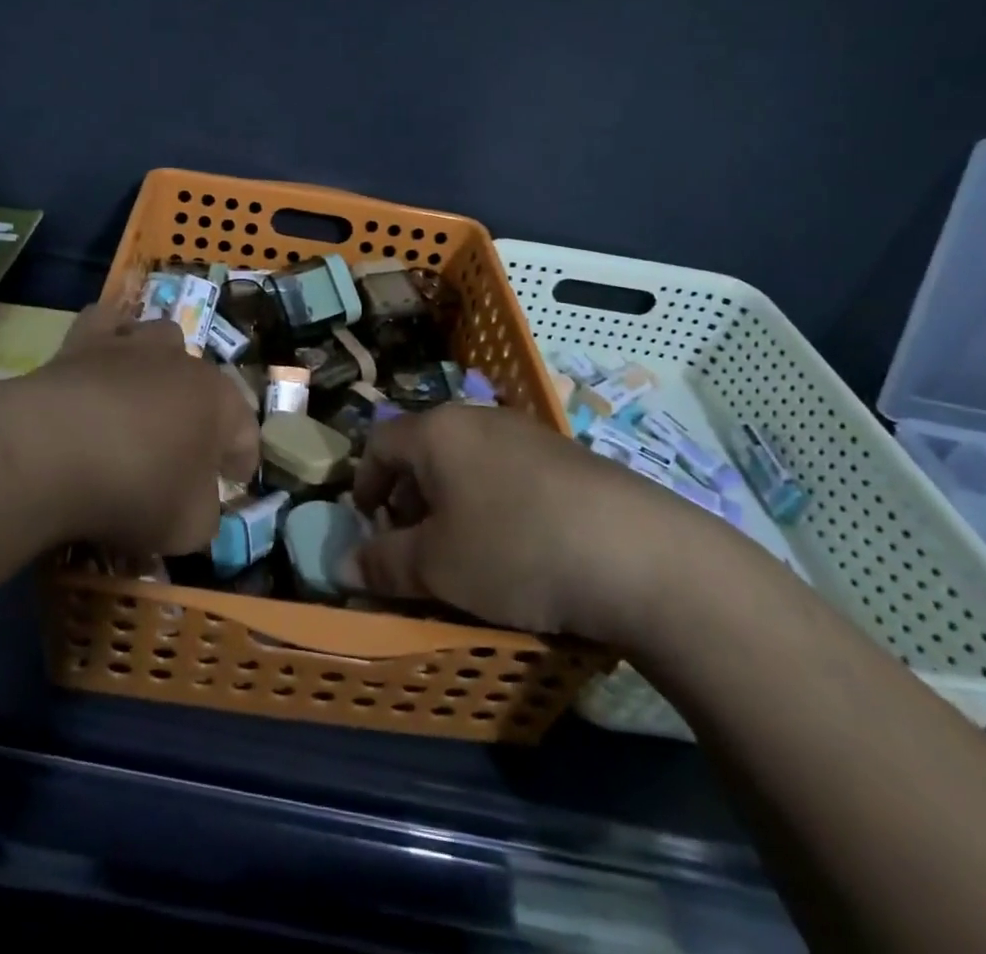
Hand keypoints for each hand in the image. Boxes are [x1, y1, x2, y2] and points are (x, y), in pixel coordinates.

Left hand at [0, 303, 258, 555]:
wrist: (52, 451)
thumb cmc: (136, 490)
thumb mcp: (188, 529)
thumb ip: (205, 515)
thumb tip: (197, 505)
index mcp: (220, 403)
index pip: (246, 432)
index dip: (242, 460)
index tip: (233, 482)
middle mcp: (184, 363)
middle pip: (205, 383)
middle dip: (201, 414)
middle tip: (183, 451)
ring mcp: (134, 345)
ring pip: (162, 338)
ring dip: (161, 365)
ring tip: (144, 397)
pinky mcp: (84, 340)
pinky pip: (105, 322)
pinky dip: (108, 336)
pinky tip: (100, 361)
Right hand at [350, 405, 731, 645]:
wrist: (642, 555)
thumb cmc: (516, 550)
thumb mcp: (437, 567)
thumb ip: (384, 564)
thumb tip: (343, 566)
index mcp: (438, 431)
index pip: (379, 443)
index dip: (365, 484)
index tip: (369, 525)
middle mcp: (480, 418)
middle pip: (425, 449)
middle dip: (409, 497)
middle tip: (414, 544)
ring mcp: (529, 434)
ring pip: (469, 461)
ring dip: (452, 501)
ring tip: (465, 550)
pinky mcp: (569, 457)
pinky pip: (509, 472)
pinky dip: (494, 503)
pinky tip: (518, 546)